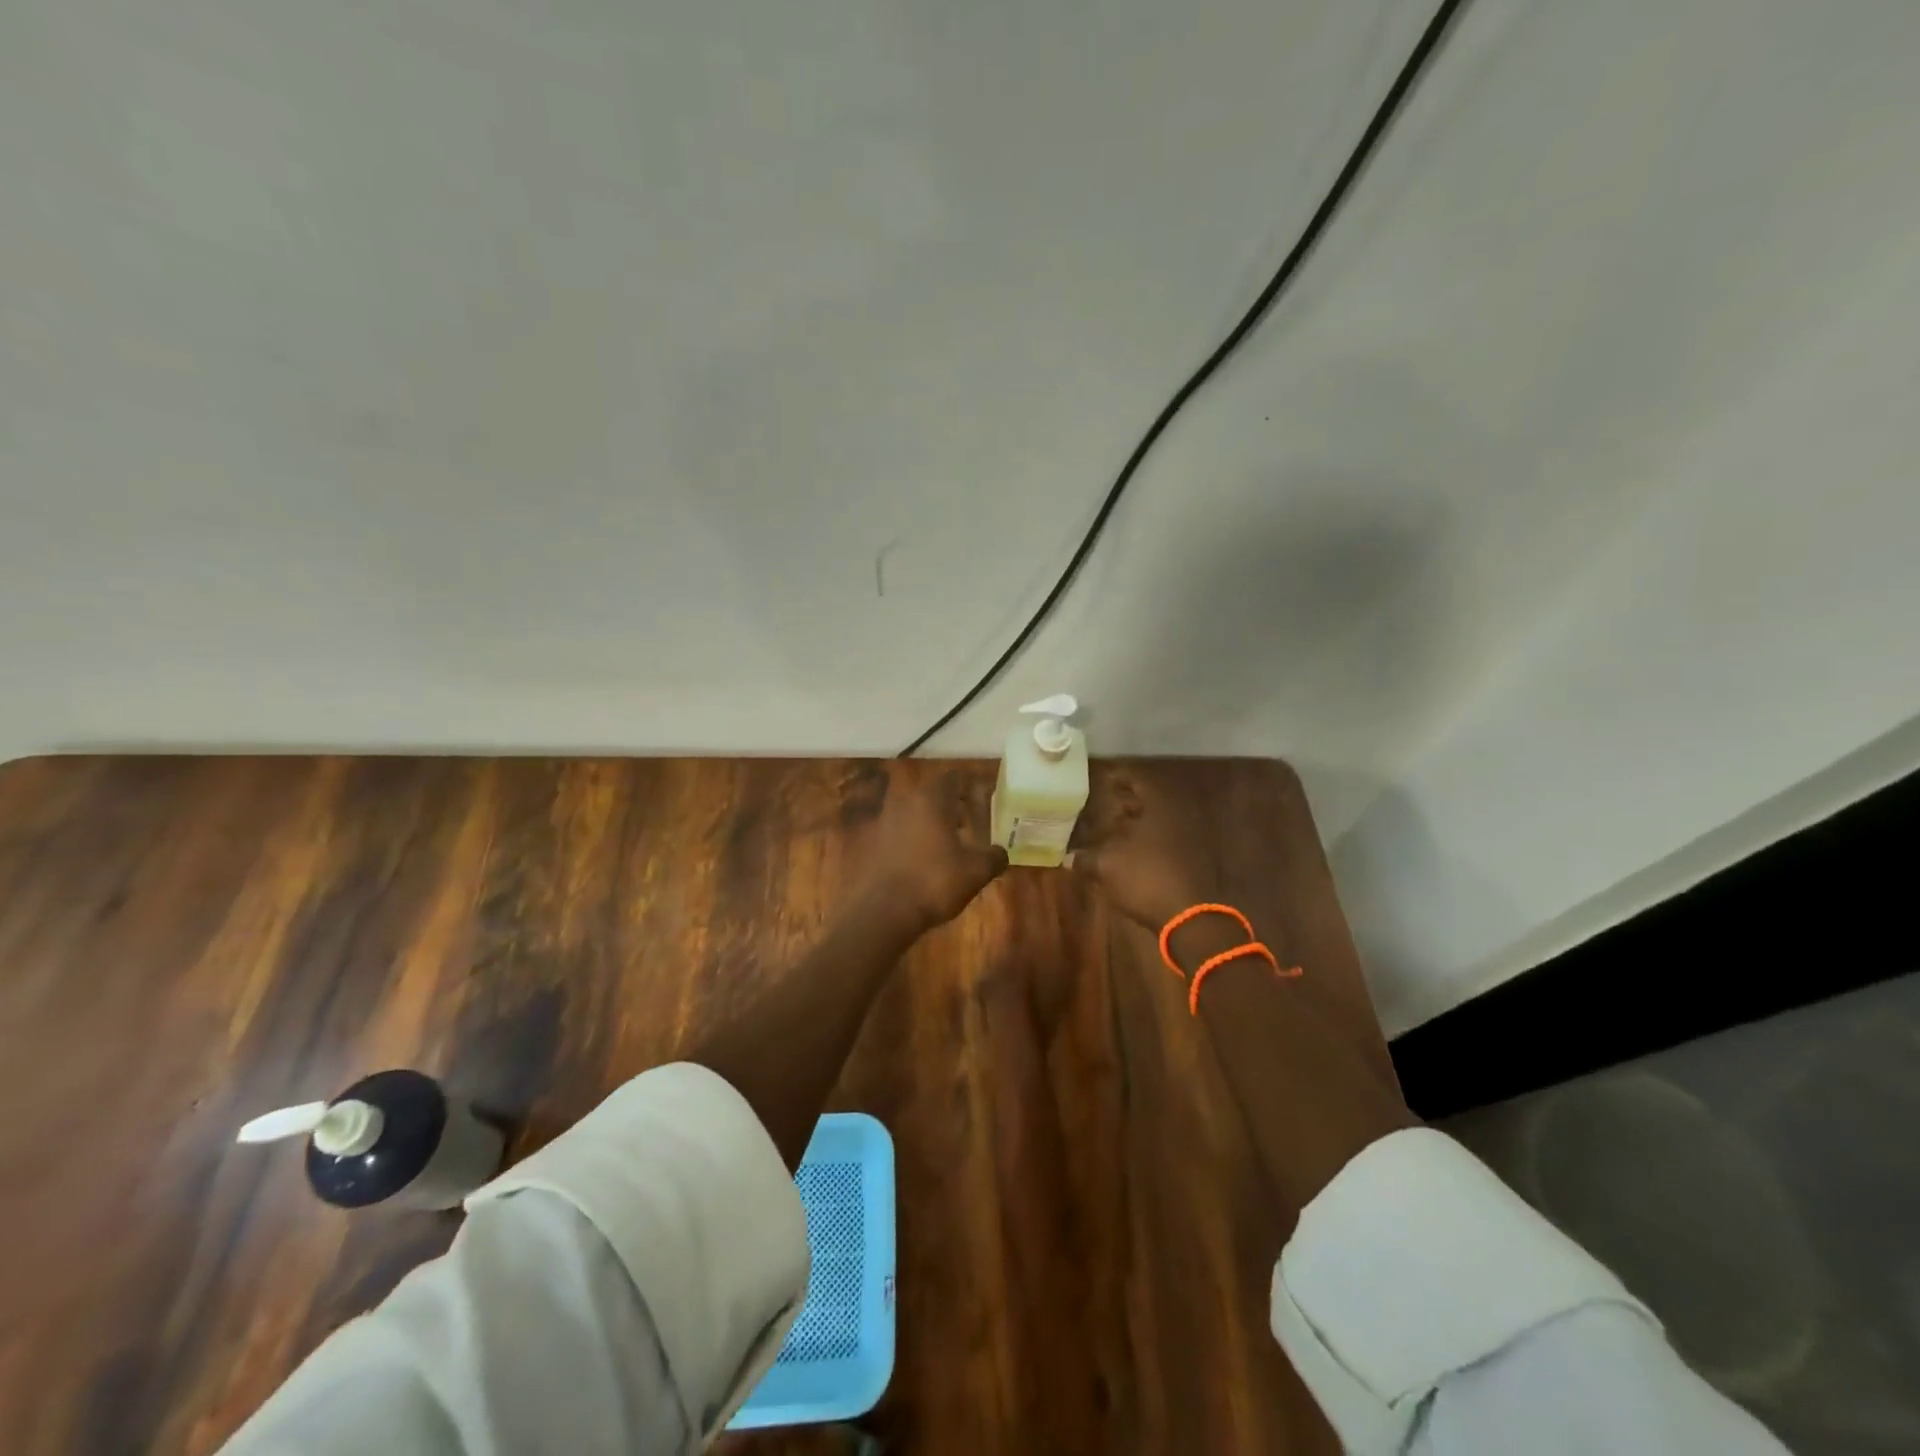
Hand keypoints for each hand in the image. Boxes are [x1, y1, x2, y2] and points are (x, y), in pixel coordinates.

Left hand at [858, 771, 1007, 932]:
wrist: (883, 912)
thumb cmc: (934, 883)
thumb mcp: (975, 872)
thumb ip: (994, 857)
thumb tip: (1000, 852)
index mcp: (931, 800)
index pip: (953, 778)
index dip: (970, 787)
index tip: (983, 801)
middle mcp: (905, 803)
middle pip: (932, 794)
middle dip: (951, 806)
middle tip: (969, 825)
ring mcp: (884, 822)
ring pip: (914, 813)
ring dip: (932, 823)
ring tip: (949, 846)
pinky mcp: (872, 844)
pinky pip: (899, 833)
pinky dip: (914, 840)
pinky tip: (925, 863)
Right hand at [1070, 768, 1218, 931]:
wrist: (1189, 917)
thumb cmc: (1146, 877)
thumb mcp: (1106, 865)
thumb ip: (1086, 857)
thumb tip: (1069, 858)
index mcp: (1159, 806)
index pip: (1138, 780)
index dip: (1119, 777)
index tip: (1103, 778)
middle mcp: (1177, 816)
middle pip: (1150, 801)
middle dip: (1127, 802)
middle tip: (1104, 804)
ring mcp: (1188, 839)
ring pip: (1158, 823)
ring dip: (1136, 824)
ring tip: (1111, 830)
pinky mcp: (1190, 862)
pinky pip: (1164, 842)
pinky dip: (1145, 842)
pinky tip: (1127, 854)